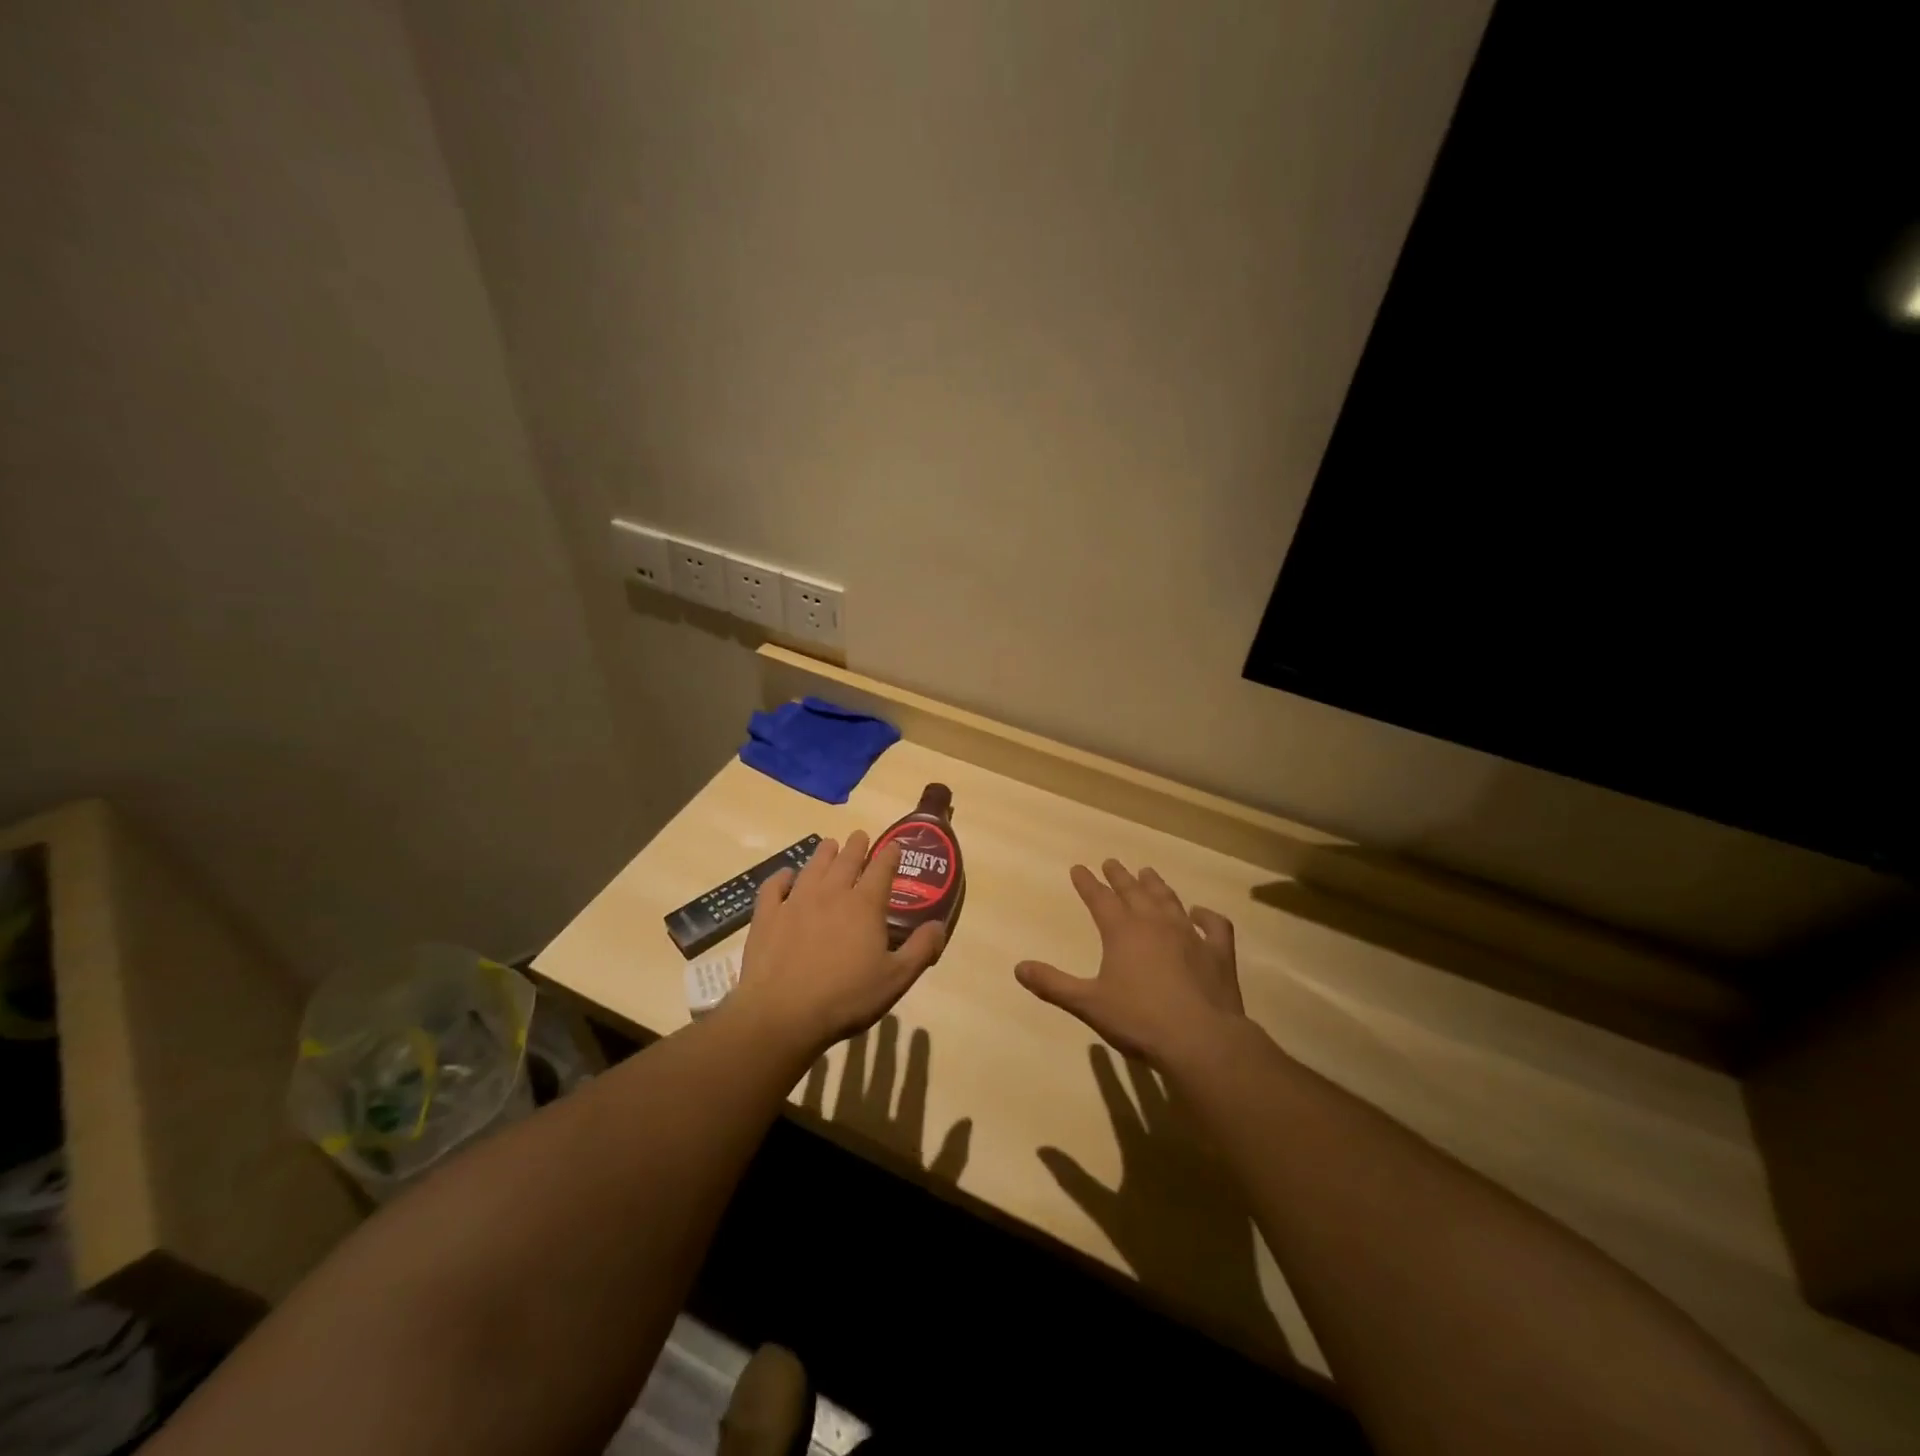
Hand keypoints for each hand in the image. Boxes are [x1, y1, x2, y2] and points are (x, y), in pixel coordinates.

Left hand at [729, 832, 945, 1058]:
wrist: (783, 1014)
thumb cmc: (846, 998)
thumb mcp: (896, 979)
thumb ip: (921, 950)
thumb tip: (939, 925)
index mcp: (865, 905)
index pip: (882, 868)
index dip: (890, 854)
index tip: (894, 846)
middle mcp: (831, 893)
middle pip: (846, 860)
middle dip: (856, 846)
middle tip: (860, 836)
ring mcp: (796, 901)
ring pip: (813, 867)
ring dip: (824, 853)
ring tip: (830, 845)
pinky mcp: (767, 916)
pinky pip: (774, 886)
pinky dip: (781, 876)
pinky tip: (786, 876)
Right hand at [1015, 860, 1244, 1069]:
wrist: (1201, 1040)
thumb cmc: (1139, 1020)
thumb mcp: (1088, 1004)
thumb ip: (1053, 984)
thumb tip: (1018, 968)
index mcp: (1122, 931)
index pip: (1100, 899)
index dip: (1087, 883)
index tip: (1079, 868)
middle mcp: (1155, 924)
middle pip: (1134, 892)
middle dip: (1120, 877)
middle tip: (1111, 862)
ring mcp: (1190, 935)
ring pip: (1169, 900)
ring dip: (1156, 885)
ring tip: (1148, 873)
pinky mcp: (1219, 953)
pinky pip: (1214, 925)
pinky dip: (1206, 916)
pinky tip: (1200, 913)